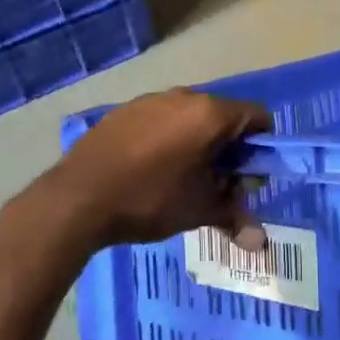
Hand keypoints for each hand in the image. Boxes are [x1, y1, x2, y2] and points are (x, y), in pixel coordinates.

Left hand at [40, 89, 271, 250]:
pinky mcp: (125, 110)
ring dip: (198, 143)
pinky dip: (169, 138)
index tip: (247, 177)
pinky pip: (161, 119)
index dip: (261, 147)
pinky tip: (150, 169)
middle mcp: (184, 96)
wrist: (78, 197)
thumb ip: (234, 216)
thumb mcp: (198, 211)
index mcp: (210, 114)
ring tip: (182, 178)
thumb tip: (260, 242)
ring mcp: (151, 99)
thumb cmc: (149, 200)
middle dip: (229, 148)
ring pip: (191, 117)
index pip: (258, 117)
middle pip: (224, 116)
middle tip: (217, 184)